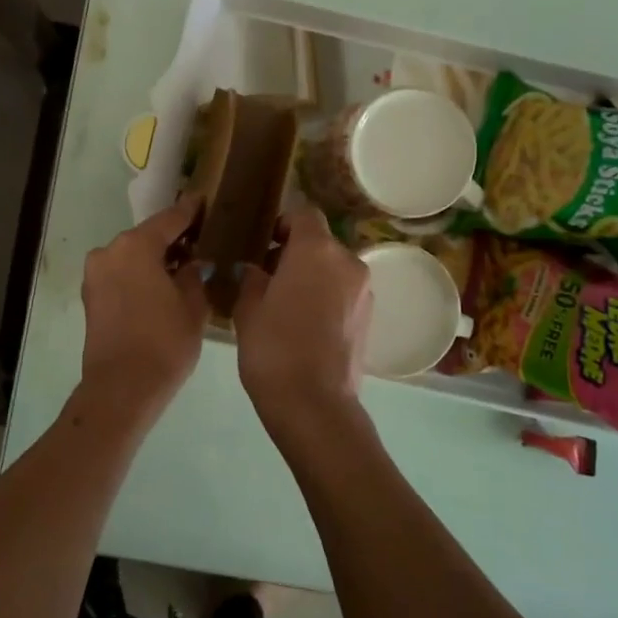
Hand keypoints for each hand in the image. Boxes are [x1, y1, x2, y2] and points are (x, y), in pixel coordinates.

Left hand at [79, 196, 209, 421]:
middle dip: (172, 239)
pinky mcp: (90, 296)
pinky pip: (120, 274)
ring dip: (154, 259)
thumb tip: (193, 264)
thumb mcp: (193, 306)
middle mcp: (109, 251)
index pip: (169, 219)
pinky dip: (139, 275)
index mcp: (135, 245)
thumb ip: (195, 275)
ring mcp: (95, 274)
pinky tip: (160, 286)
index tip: (204, 201)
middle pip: (147, 237)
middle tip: (200, 241)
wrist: (122, 387)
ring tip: (182, 268)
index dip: (190, 211)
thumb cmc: (164, 342)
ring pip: (131, 256)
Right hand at [232, 207, 372, 438]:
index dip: (283, 224)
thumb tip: (256, 270)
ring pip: (334, 270)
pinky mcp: (369, 318)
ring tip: (285, 304)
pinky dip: (326, 298)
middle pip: (321, 243)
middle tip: (268, 277)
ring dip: (312, 276)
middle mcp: (347, 262)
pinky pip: (344, 294)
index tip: (263, 244)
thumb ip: (252, 278)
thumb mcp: (248, 308)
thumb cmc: (273, 347)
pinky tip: (304, 324)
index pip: (304, 214)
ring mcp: (364, 291)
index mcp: (316, 250)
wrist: (313, 403)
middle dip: (296, 253)